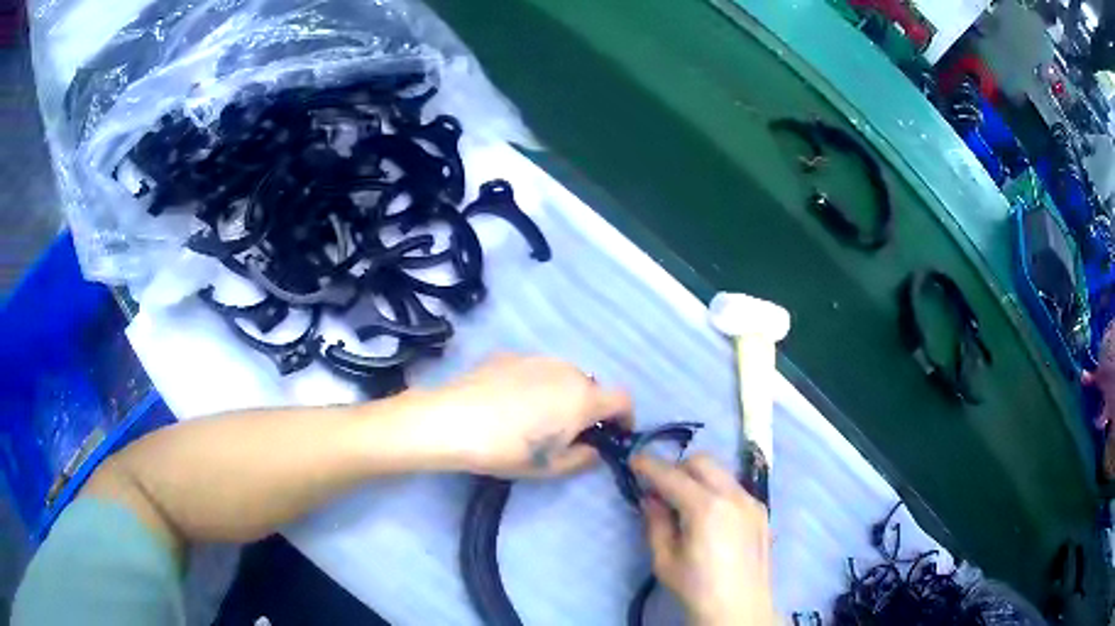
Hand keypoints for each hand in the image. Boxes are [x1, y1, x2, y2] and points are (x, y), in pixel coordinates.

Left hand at [417, 353, 631, 477]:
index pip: (623, 399)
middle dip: (589, 409)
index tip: (615, 434)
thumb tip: (594, 449)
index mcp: (583, 398)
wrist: (453, 420)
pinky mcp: (509, 355)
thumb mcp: (550, 467)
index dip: (625, 418)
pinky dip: (534, 384)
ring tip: (534, 417)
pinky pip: (534, 370)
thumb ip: (584, 458)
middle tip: (568, 433)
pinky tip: (508, 403)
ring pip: (562, 376)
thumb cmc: (507, 449)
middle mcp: (567, 370)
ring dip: (561, 394)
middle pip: (591, 387)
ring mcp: (536, 358)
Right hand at [632, 454, 773, 625]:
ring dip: (700, 478)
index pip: (672, 475)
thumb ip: (656, 523)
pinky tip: (711, 518)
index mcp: (706, 507)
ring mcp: (752, 502)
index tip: (633, 461)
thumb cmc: (696, 588)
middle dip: (678, 467)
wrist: (740, 608)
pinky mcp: (762, 512)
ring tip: (686, 504)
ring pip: (722, 472)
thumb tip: (652, 498)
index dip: (649, 465)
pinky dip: (718, 491)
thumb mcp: (664, 560)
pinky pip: (735, 488)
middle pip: (703, 461)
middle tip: (661, 488)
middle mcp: (733, 495)